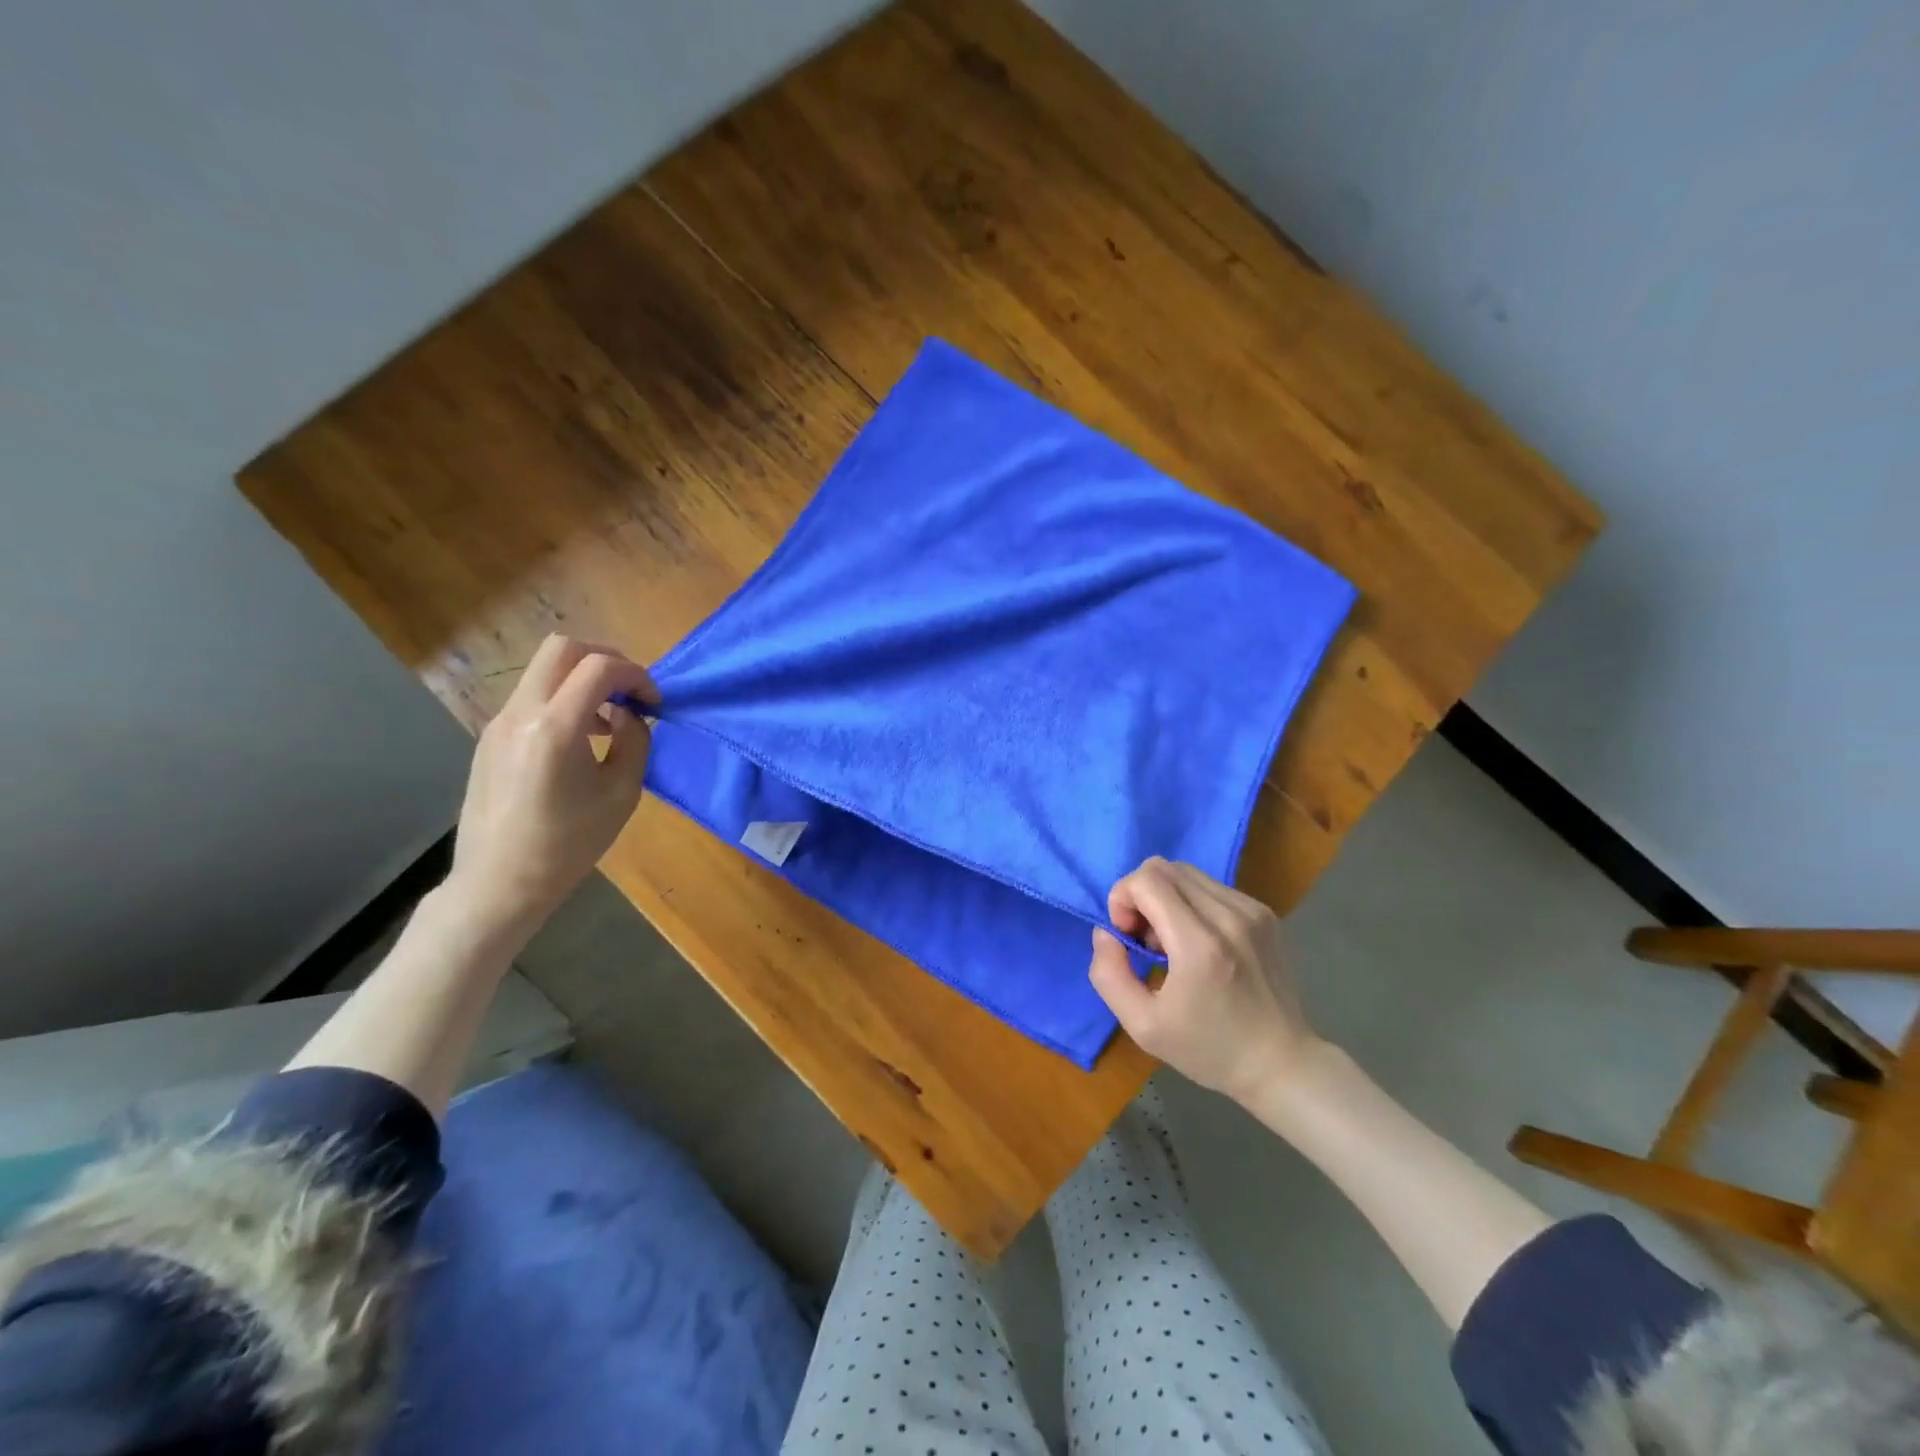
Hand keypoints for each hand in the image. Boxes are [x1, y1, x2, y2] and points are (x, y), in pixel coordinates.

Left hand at [445, 634, 657, 937]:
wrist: (500, 883)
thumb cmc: (568, 844)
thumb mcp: (622, 794)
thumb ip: (634, 742)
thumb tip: (629, 715)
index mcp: (555, 728)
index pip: (600, 668)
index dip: (636, 676)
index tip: (654, 703)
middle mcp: (520, 713)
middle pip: (563, 648)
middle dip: (606, 660)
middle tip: (630, 693)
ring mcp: (499, 723)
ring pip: (545, 670)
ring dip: (583, 680)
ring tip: (608, 722)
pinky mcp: (491, 737)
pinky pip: (532, 696)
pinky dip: (563, 700)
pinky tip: (579, 740)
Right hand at [1088, 858, 1324, 1106]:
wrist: (1281, 1064)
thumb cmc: (1208, 1050)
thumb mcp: (1142, 1025)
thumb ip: (1108, 973)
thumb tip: (1106, 931)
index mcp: (1199, 945)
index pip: (1146, 880)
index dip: (1122, 898)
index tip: (1127, 937)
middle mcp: (1228, 916)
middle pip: (1163, 867)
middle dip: (1140, 895)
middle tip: (1145, 939)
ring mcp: (1252, 911)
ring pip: (1186, 873)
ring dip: (1165, 897)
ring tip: (1171, 942)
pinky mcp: (1264, 913)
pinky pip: (1211, 886)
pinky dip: (1191, 903)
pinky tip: (1198, 942)